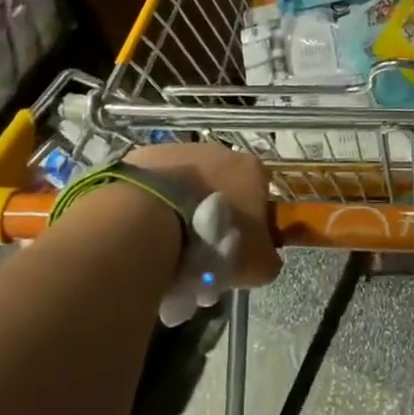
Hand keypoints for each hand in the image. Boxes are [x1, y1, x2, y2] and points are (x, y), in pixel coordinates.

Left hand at [125, 143, 279, 323]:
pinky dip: (154, 204)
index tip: (238, 249)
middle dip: (215, 215)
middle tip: (201, 253)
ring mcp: (181, 150)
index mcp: (252, 170)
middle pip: (223, 185)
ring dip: (183, 208)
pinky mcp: (146, 155)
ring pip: (188, 183)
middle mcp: (220, 151)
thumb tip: (264, 257)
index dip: (252, 222)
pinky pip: (156, 184)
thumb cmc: (215, 241)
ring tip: (169, 247)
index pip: (261, 193)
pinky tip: (146, 230)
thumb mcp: (257, 265)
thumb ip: (268, 258)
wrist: (152, 221)